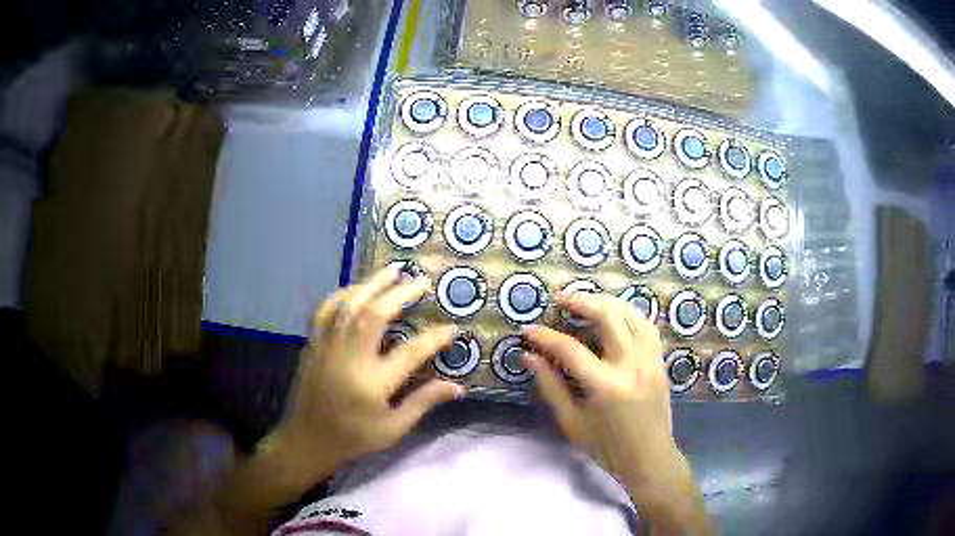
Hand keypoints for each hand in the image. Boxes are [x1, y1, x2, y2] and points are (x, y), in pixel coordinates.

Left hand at [265, 267, 463, 494]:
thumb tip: (458, 387)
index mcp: (372, 384)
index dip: (435, 337)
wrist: (306, 439)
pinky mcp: (312, 344)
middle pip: (375, 315)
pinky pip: (325, 310)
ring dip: (372, 284)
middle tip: (421, 281)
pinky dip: (342, 294)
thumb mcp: (393, 429)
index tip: (451, 327)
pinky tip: (356, 289)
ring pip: (349, 305)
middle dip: (400, 293)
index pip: (411, 352)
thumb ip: (423, 403)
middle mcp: (348, 359)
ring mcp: (326, 347)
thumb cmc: (353, 438)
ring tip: (392, 271)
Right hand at [522, 292, 679, 487]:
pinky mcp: (660, 361)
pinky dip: (629, 314)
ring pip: (631, 314)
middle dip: (581, 302)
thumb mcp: (572, 423)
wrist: (650, 459)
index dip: (545, 337)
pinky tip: (616, 316)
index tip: (528, 330)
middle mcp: (631, 364)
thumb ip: (550, 387)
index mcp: (605, 385)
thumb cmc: (607, 448)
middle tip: (560, 299)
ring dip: (607, 302)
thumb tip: (529, 357)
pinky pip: (647, 326)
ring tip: (587, 301)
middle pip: (607, 316)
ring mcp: (650, 360)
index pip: (569, 349)